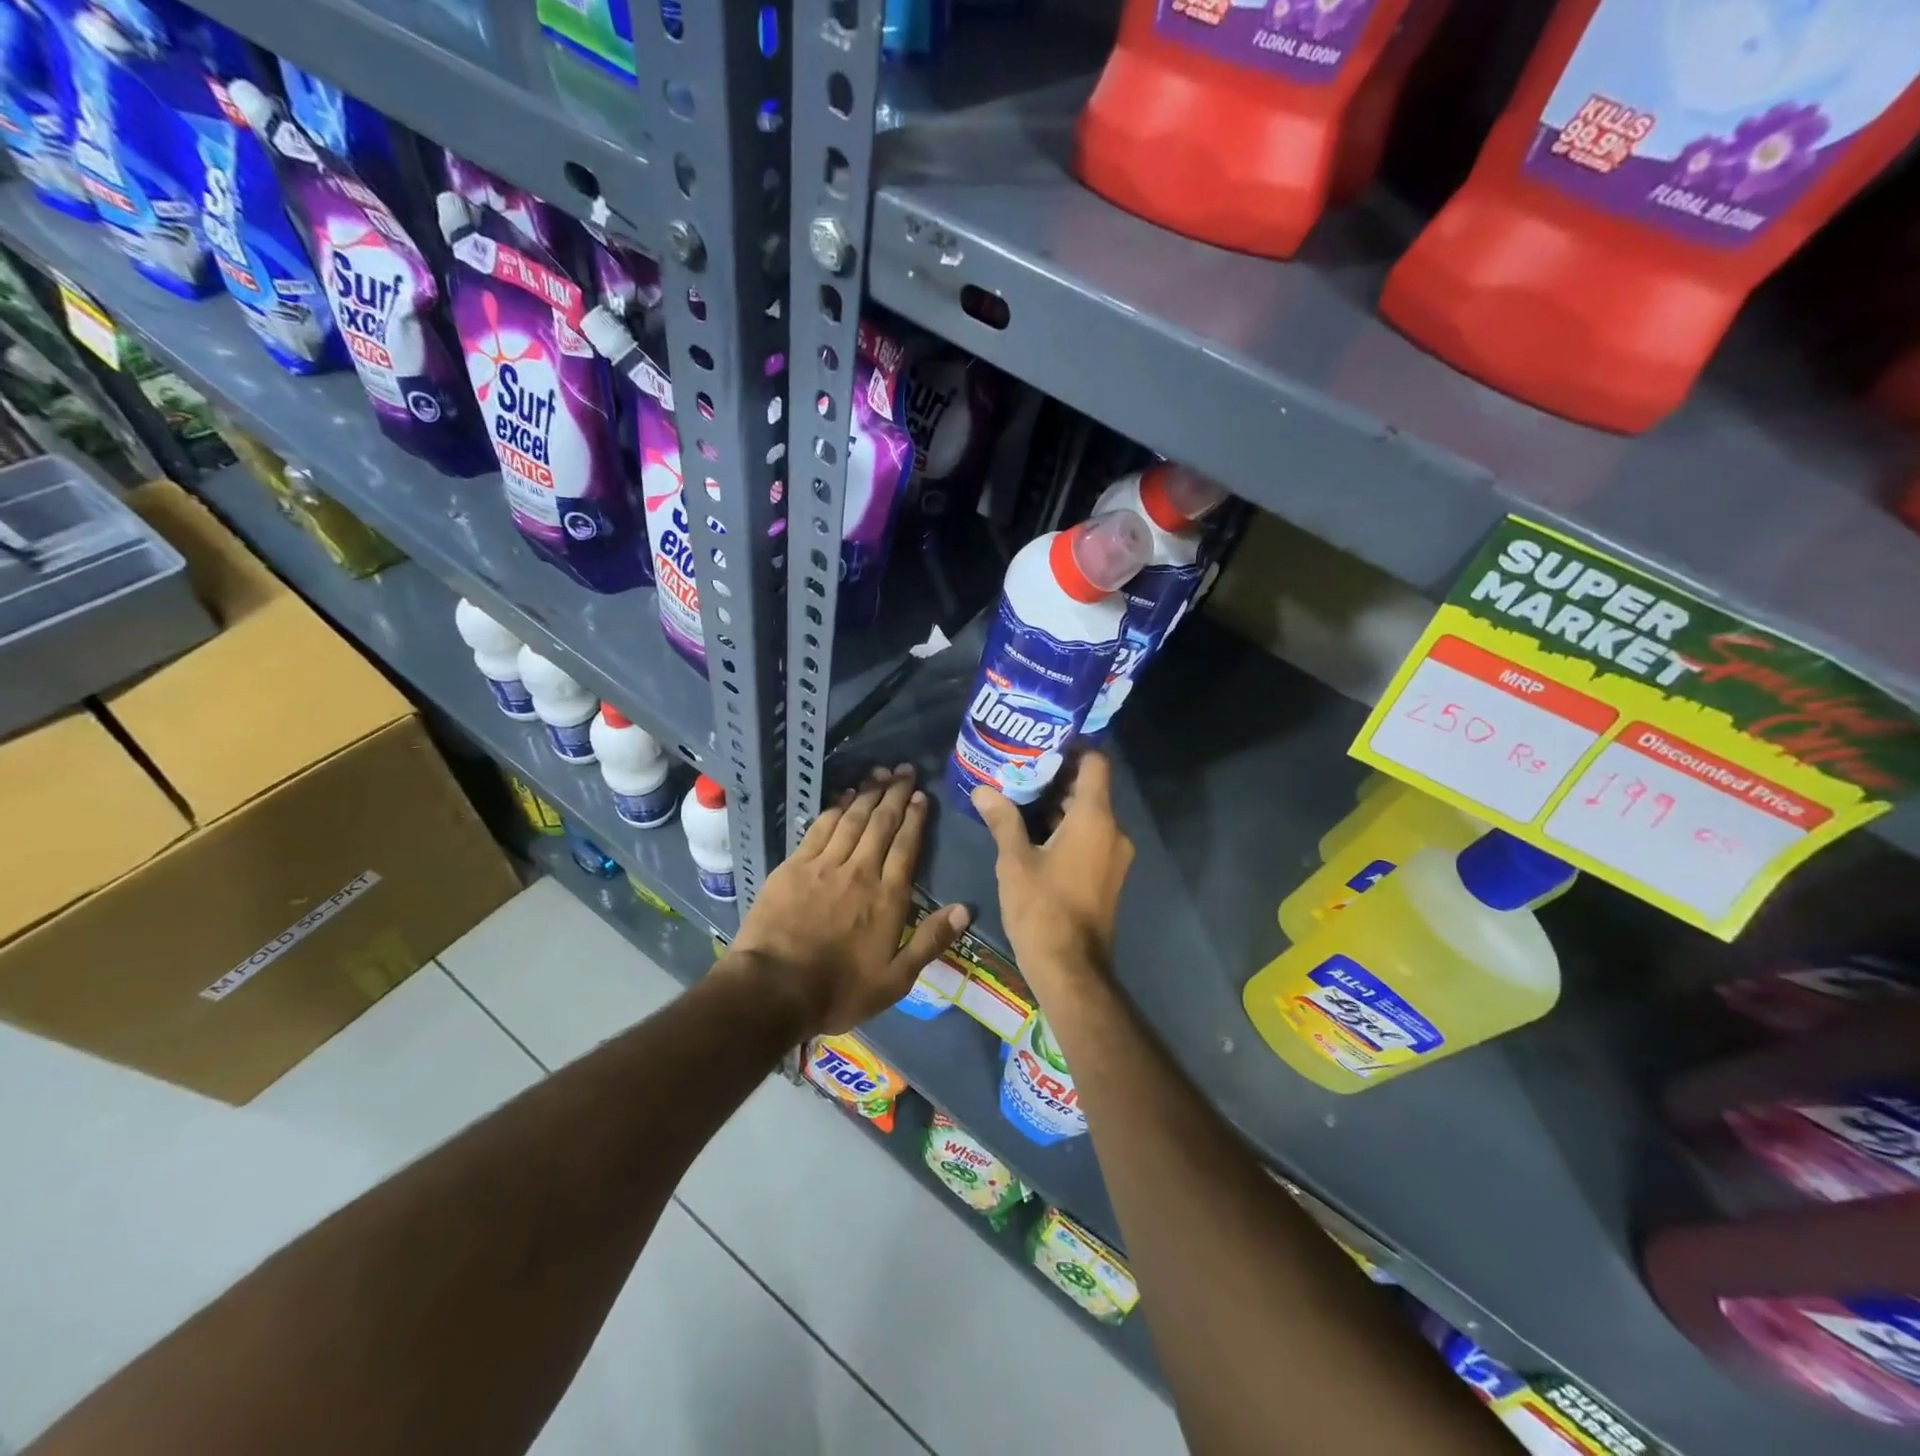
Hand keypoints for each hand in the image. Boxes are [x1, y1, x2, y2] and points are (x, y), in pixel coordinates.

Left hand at [727, 765, 969, 1035]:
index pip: (906, 846)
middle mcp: (860, 871)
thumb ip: (929, 941)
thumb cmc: (838, 990)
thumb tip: (965, 909)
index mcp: (888, 897)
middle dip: (895, 794)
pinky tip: (843, 796)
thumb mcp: (895, 980)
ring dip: (867, 793)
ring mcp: (825, 865)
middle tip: (904, 769)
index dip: (915, 818)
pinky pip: (820, 828)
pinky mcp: (794, 866)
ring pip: (852, 819)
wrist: (773, 989)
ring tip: (879, 772)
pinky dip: (835, 808)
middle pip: (881, 823)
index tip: (921, 795)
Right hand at [972, 752, 1133, 993]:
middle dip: (1057, 776)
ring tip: (1020, 796)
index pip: (1096, 763)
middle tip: (1019, 768)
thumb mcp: (1014, 860)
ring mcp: (1114, 856)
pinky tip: (1034, 832)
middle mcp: (1113, 831)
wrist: (1071, 968)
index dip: (1073, 747)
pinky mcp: (1108, 875)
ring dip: (1059, 804)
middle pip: (1090, 788)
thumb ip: (1002, 820)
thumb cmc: (1042, 908)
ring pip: (1089, 814)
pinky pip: (1091, 837)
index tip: (1042, 743)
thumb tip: (983, 790)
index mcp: (1095, 818)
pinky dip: (1067, 828)